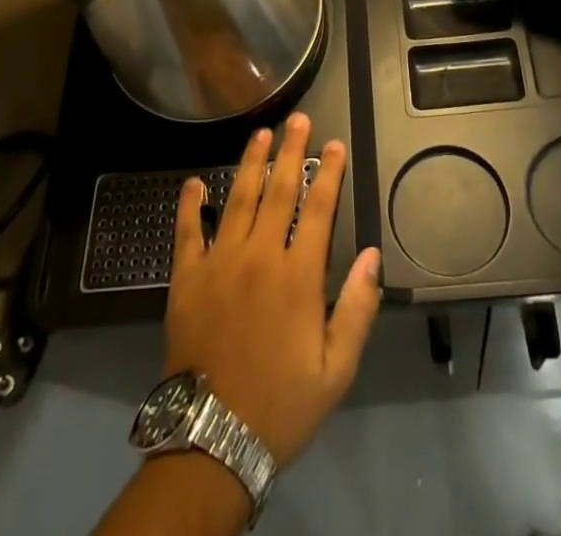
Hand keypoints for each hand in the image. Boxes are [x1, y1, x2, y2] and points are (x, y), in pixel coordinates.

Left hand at [164, 113, 381, 467]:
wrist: (212, 440)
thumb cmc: (281, 404)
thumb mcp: (336, 369)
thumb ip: (357, 309)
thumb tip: (373, 255)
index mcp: (298, 276)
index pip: (318, 208)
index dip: (328, 172)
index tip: (334, 144)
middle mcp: (259, 256)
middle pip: (279, 191)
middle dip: (291, 151)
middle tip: (299, 120)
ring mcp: (219, 262)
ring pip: (238, 198)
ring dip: (250, 163)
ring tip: (260, 134)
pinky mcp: (187, 278)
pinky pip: (187, 232)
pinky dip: (190, 205)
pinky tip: (194, 182)